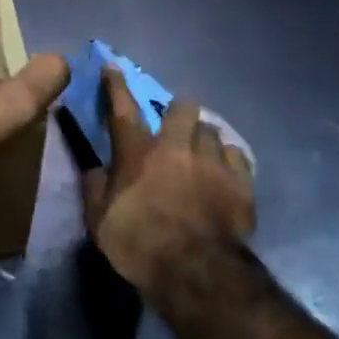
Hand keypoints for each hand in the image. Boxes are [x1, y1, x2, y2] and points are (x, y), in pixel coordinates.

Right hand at [81, 69, 255, 306]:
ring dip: (204, 138)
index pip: (122, 109)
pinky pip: (238, 156)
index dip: (115, 85)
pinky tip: (227, 170)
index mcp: (137, 153)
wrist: (195, 272)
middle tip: (176, 126)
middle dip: (179, 111)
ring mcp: (213, 162)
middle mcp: (176, 147)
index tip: (113, 66)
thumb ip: (95, 188)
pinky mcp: (242, 183)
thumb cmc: (138, 244)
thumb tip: (96, 169)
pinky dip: (230, 160)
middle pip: (183, 108)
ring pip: (213, 130)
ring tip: (203, 153)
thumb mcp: (99, 220)